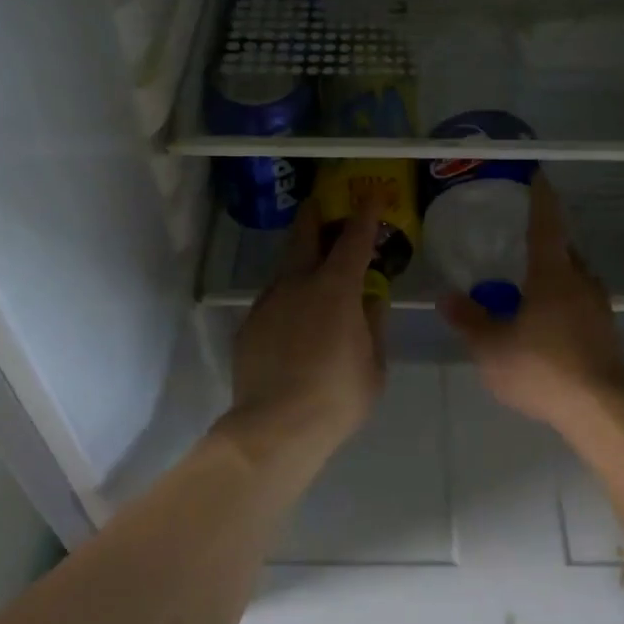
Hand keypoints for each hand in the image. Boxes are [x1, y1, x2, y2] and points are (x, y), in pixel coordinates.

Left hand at [225, 200, 386, 460]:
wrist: (274, 428)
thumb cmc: (337, 396)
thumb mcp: (373, 364)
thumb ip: (374, 324)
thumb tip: (372, 298)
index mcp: (336, 288)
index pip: (354, 239)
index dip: (365, 214)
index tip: (371, 195)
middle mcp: (298, 284)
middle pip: (304, 235)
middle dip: (315, 215)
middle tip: (322, 205)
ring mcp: (268, 302)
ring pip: (285, 268)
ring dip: (300, 259)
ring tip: (313, 270)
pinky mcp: (249, 325)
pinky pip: (273, 300)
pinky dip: (288, 297)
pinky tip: (295, 320)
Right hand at [442, 177, 623, 432]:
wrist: (600, 410)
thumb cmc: (542, 368)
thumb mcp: (492, 347)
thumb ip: (469, 320)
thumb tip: (446, 297)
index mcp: (553, 275)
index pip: (546, 225)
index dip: (541, 199)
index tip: (538, 177)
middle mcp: (582, 283)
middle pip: (565, 251)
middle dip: (547, 243)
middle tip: (521, 242)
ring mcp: (599, 309)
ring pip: (576, 279)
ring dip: (556, 276)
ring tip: (531, 286)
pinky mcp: (607, 335)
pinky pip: (582, 305)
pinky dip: (564, 303)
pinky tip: (547, 325)